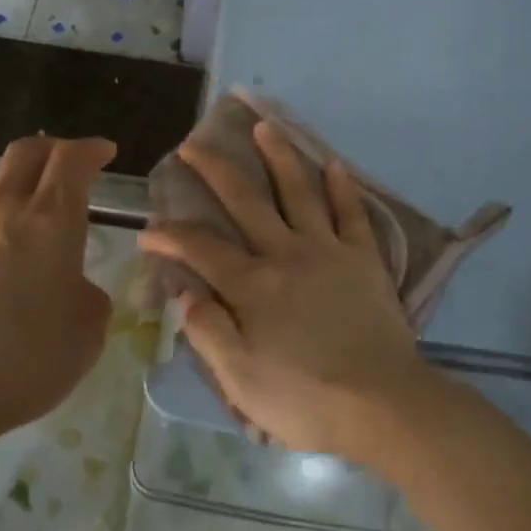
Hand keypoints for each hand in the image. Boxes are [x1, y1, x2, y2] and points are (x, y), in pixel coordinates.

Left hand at [0, 135, 116, 434]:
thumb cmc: (25, 355)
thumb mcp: (87, 331)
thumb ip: (89, 296)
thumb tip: (74, 289)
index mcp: (51, 218)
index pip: (71, 158)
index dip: (92, 149)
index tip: (106, 153)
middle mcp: (5, 210)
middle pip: (27, 152)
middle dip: (55, 150)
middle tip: (74, 167)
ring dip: (24, 188)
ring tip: (42, 219)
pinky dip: (0, 225)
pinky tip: (6, 264)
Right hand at [138, 120, 439, 461]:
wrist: (382, 404)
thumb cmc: (305, 399)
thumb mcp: (240, 379)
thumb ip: (208, 331)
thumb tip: (184, 292)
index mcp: (252, 286)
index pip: (200, 248)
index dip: (170, 235)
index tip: (148, 229)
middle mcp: (286, 254)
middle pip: (245, 201)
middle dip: (215, 170)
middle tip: (193, 145)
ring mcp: (328, 251)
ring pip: (300, 192)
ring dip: (280, 157)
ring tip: (266, 127)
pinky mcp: (365, 259)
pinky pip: (352, 214)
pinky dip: (343, 188)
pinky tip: (334, 165)